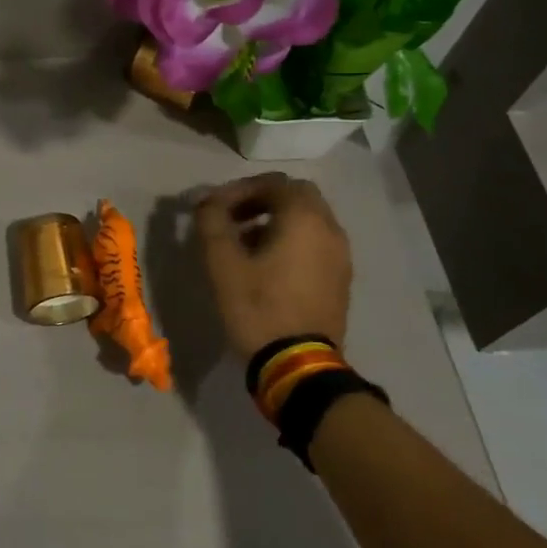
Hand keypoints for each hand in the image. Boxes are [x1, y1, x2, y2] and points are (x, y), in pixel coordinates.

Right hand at [195, 173, 352, 356]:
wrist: (299, 364)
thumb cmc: (258, 307)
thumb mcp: (222, 263)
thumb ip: (211, 222)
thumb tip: (206, 200)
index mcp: (304, 218)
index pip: (272, 182)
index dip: (239, 189)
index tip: (214, 208)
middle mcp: (329, 228)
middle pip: (296, 196)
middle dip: (261, 200)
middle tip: (232, 218)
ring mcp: (340, 255)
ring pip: (308, 220)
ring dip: (276, 220)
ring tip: (244, 243)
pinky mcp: (340, 278)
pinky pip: (316, 243)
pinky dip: (292, 240)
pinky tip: (267, 266)